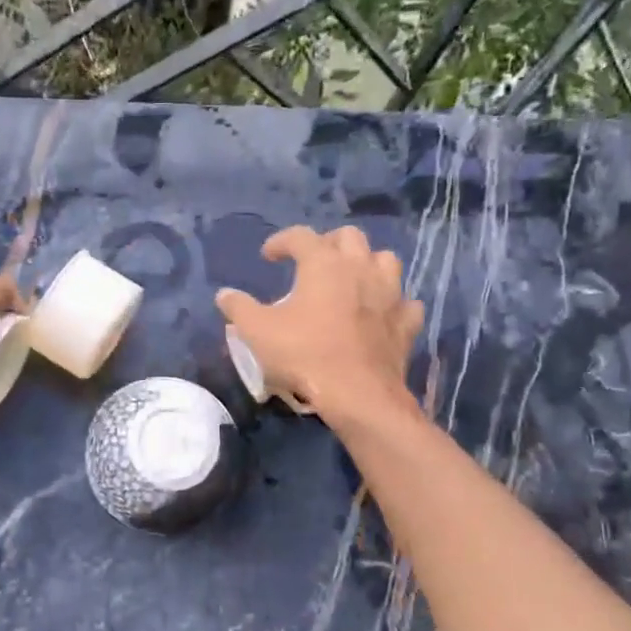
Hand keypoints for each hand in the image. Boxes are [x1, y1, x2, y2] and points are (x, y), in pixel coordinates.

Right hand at [215, 225, 422, 423]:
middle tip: (311, 262)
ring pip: (385, 260)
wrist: (358, 394)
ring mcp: (390, 294)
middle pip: (349, 237)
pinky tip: (381, 314)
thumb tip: (224, 295)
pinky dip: (392, 303)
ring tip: (350, 280)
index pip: (300, 236)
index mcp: (324, 263)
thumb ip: (238, 308)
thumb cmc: (304, 354)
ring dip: (366, 264)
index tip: (267, 256)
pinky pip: (405, 302)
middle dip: (328, 243)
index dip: (280, 241)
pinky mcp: (406, 322)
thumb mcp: (257, 331)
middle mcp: (361, 268)